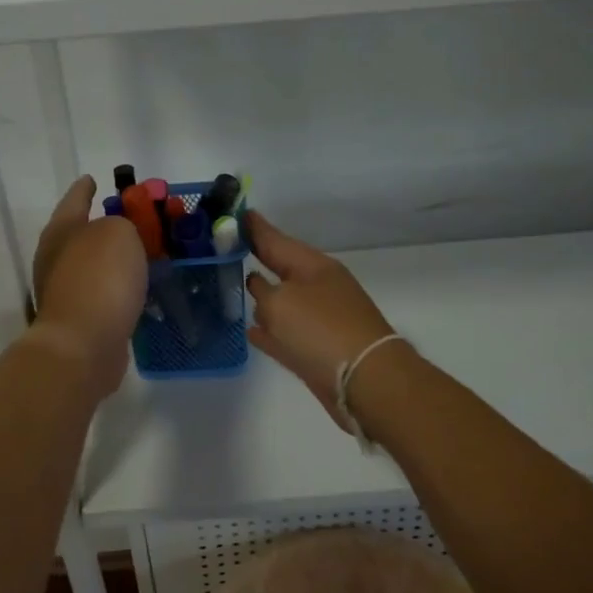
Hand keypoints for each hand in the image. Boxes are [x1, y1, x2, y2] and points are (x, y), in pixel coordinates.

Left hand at [29, 176, 147, 394]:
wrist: (83, 346)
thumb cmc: (99, 279)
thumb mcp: (119, 234)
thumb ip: (123, 224)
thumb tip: (118, 236)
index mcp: (61, 231)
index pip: (75, 199)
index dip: (85, 188)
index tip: (93, 178)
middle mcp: (56, 258)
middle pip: (82, 233)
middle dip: (105, 225)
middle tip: (133, 218)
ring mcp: (65, 291)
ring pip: (94, 265)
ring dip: (115, 259)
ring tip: (144, 253)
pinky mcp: (80, 320)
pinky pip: (104, 293)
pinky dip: (120, 287)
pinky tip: (139, 288)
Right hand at [245, 212, 400, 429]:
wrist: (365, 381)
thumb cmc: (320, 331)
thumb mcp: (280, 303)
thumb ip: (262, 291)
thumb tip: (259, 288)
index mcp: (313, 266)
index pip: (275, 239)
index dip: (254, 227)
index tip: (235, 211)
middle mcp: (317, 287)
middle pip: (280, 267)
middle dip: (257, 257)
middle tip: (226, 247)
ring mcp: (320, 319)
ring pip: (282, 300)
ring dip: (262, 295)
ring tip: (233, 285)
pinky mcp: (317, 350)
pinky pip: (284, 333)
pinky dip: (268, 330)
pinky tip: (250, 331)